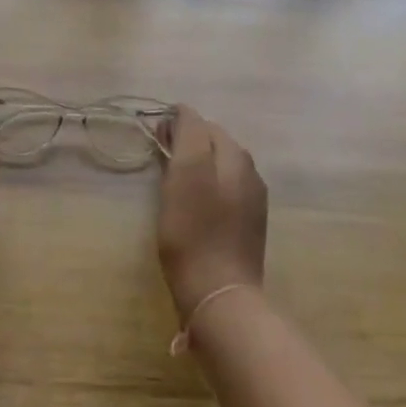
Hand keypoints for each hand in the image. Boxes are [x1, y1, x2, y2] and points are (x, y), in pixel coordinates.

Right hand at [157, 105, 266, 319]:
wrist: (219, 294)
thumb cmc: (194, 231)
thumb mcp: (185, 173)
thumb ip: (187, 134)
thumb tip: (183, 112)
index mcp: (235, 155)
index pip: (200, 121)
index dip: (174, 125)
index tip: (153, 141)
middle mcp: (250, 170)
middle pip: (212, 142)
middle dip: (186, 143)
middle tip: (160, 162)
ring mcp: (252, 199)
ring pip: (218, 166)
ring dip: (196, 166)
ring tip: (173, 184)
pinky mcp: (248, 224)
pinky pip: (224, 190)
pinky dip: (206, 187)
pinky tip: (193, 206)